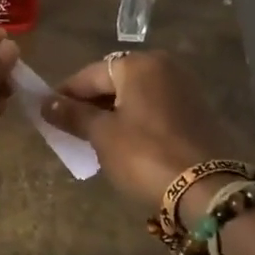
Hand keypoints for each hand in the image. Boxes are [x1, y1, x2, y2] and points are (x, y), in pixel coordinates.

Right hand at [43, 52, 254, 220]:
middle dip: (91, 104)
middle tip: (70, 129)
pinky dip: (137, 121)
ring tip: (95, 139)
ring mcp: (185, 88)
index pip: (89, 74)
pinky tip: (127, 143)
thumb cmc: (145, 155)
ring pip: (136, 96)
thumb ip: (73, 115)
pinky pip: (155, 108)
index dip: (65, 94)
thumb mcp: (103, 135)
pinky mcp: (198, 111)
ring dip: (114, 113)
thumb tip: (45, 102)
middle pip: (114, 81)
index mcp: (138, 64)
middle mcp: (164, 66)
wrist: (208, 189)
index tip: (47, 113)